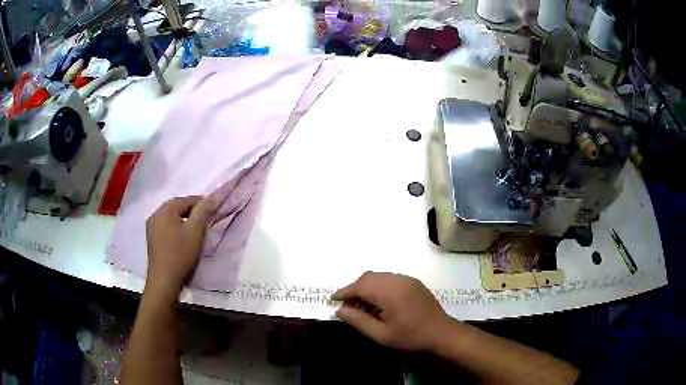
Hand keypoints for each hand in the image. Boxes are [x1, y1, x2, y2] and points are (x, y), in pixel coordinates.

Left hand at [146, 196, 215, 293]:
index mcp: (165, 209)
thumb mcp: (195, 233)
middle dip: (192, 211)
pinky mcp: (151, 237)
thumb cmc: (180, 254)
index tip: (213, 211)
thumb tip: (212, 197)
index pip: (186, 200)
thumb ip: (203, 212)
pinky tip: (182, 237)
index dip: (201, 203)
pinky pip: (165, 225)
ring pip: (171, 216)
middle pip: (177, 207)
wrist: (163, 279)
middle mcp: (155, 214)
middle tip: (206, 220)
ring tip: (195, 229)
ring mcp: (151, 226)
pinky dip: (175, 227)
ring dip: (183, 219)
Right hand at [331, 272, 451, 351]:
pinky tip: (380, 305)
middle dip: (355, 290)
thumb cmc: (410, 337)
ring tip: (364, 309)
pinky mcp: (413, 283)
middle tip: (349, 308)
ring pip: (379, 277)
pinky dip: (379, 288)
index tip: (332, 300)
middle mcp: (397, 280)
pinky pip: (390, 280)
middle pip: (368, 278)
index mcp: (389, 292)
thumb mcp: (381, 334)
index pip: (359, 286)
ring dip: (367, 289)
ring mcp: (407, 279)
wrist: (442, 333)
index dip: (344, 292)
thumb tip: (340, 311)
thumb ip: (358, 321)